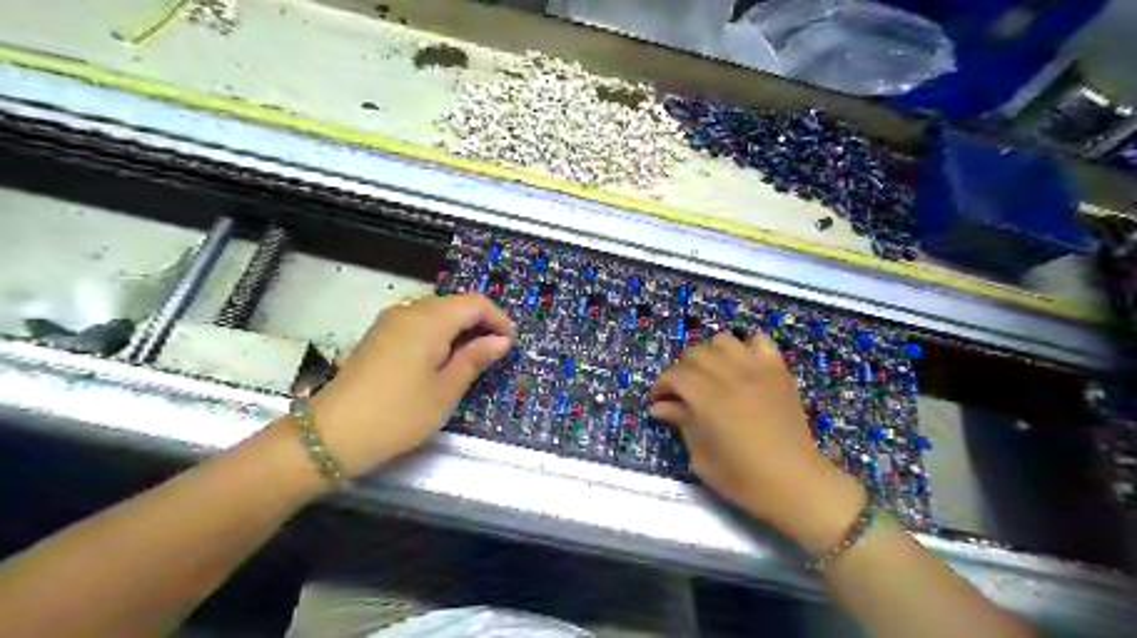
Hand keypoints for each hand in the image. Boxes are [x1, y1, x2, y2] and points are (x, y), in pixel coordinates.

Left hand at [306, 294, 510, 479]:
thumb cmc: (399, 413)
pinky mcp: (379, 336)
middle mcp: (409, 311)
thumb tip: (500, 341)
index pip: (475, 303)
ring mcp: (390, 322)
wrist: (332, 435)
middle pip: (455, 303)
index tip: (508, 346)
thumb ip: (475, 358)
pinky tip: (442, 361)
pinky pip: (419, 323)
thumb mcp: (446, 390)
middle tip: (493, 355)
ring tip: (470, 360)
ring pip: (437, 312)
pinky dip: (439, 335)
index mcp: (429, 320)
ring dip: (460, 329)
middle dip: (480, 324)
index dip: (498, 319)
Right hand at [649, 334, 861, 547]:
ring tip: (709, 374)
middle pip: (695, 354)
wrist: (796, 483)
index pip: (675, 376)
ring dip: (709, 354)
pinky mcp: (778, 370)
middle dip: (680, 370)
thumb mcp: (702, 458)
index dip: (661, 385)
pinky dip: (745, 347)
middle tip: (680, 391)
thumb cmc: (744, 478)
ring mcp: (758, 370)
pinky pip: (759, 341)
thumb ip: (682, 424)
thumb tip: (660, 407)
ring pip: (723, 341)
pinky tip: (740, 366)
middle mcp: (732, 377)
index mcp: (709, 400)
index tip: (658, 400)